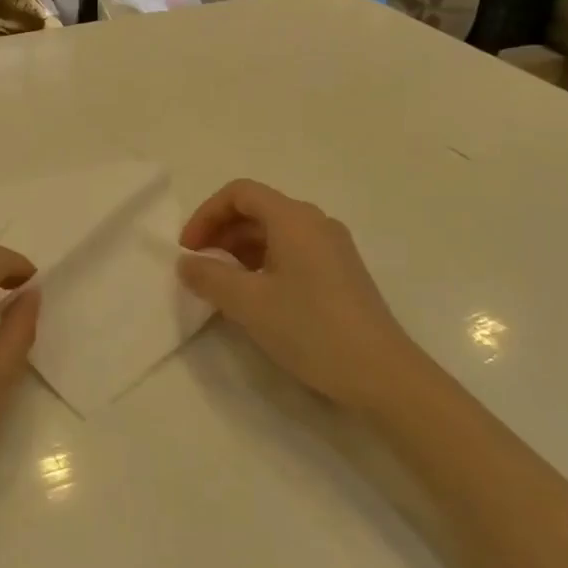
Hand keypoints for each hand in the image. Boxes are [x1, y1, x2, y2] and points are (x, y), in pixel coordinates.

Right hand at [178, 180, 418, 409]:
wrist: (381, 374)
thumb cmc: (310, 329)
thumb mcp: (248, 303)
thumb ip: (209, 277)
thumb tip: (186, 263)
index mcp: (294, 218)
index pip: (239, 193)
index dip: (206, 214)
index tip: (188, 249)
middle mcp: (315, 223)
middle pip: (257, 209)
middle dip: (221, 232)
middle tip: (198, 267)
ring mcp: (332, 248)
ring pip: (274, 232)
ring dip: (240, 250)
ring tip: (221, 284)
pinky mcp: (340, 273)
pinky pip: (292, 252)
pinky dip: (263, 263)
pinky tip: (254, 296)